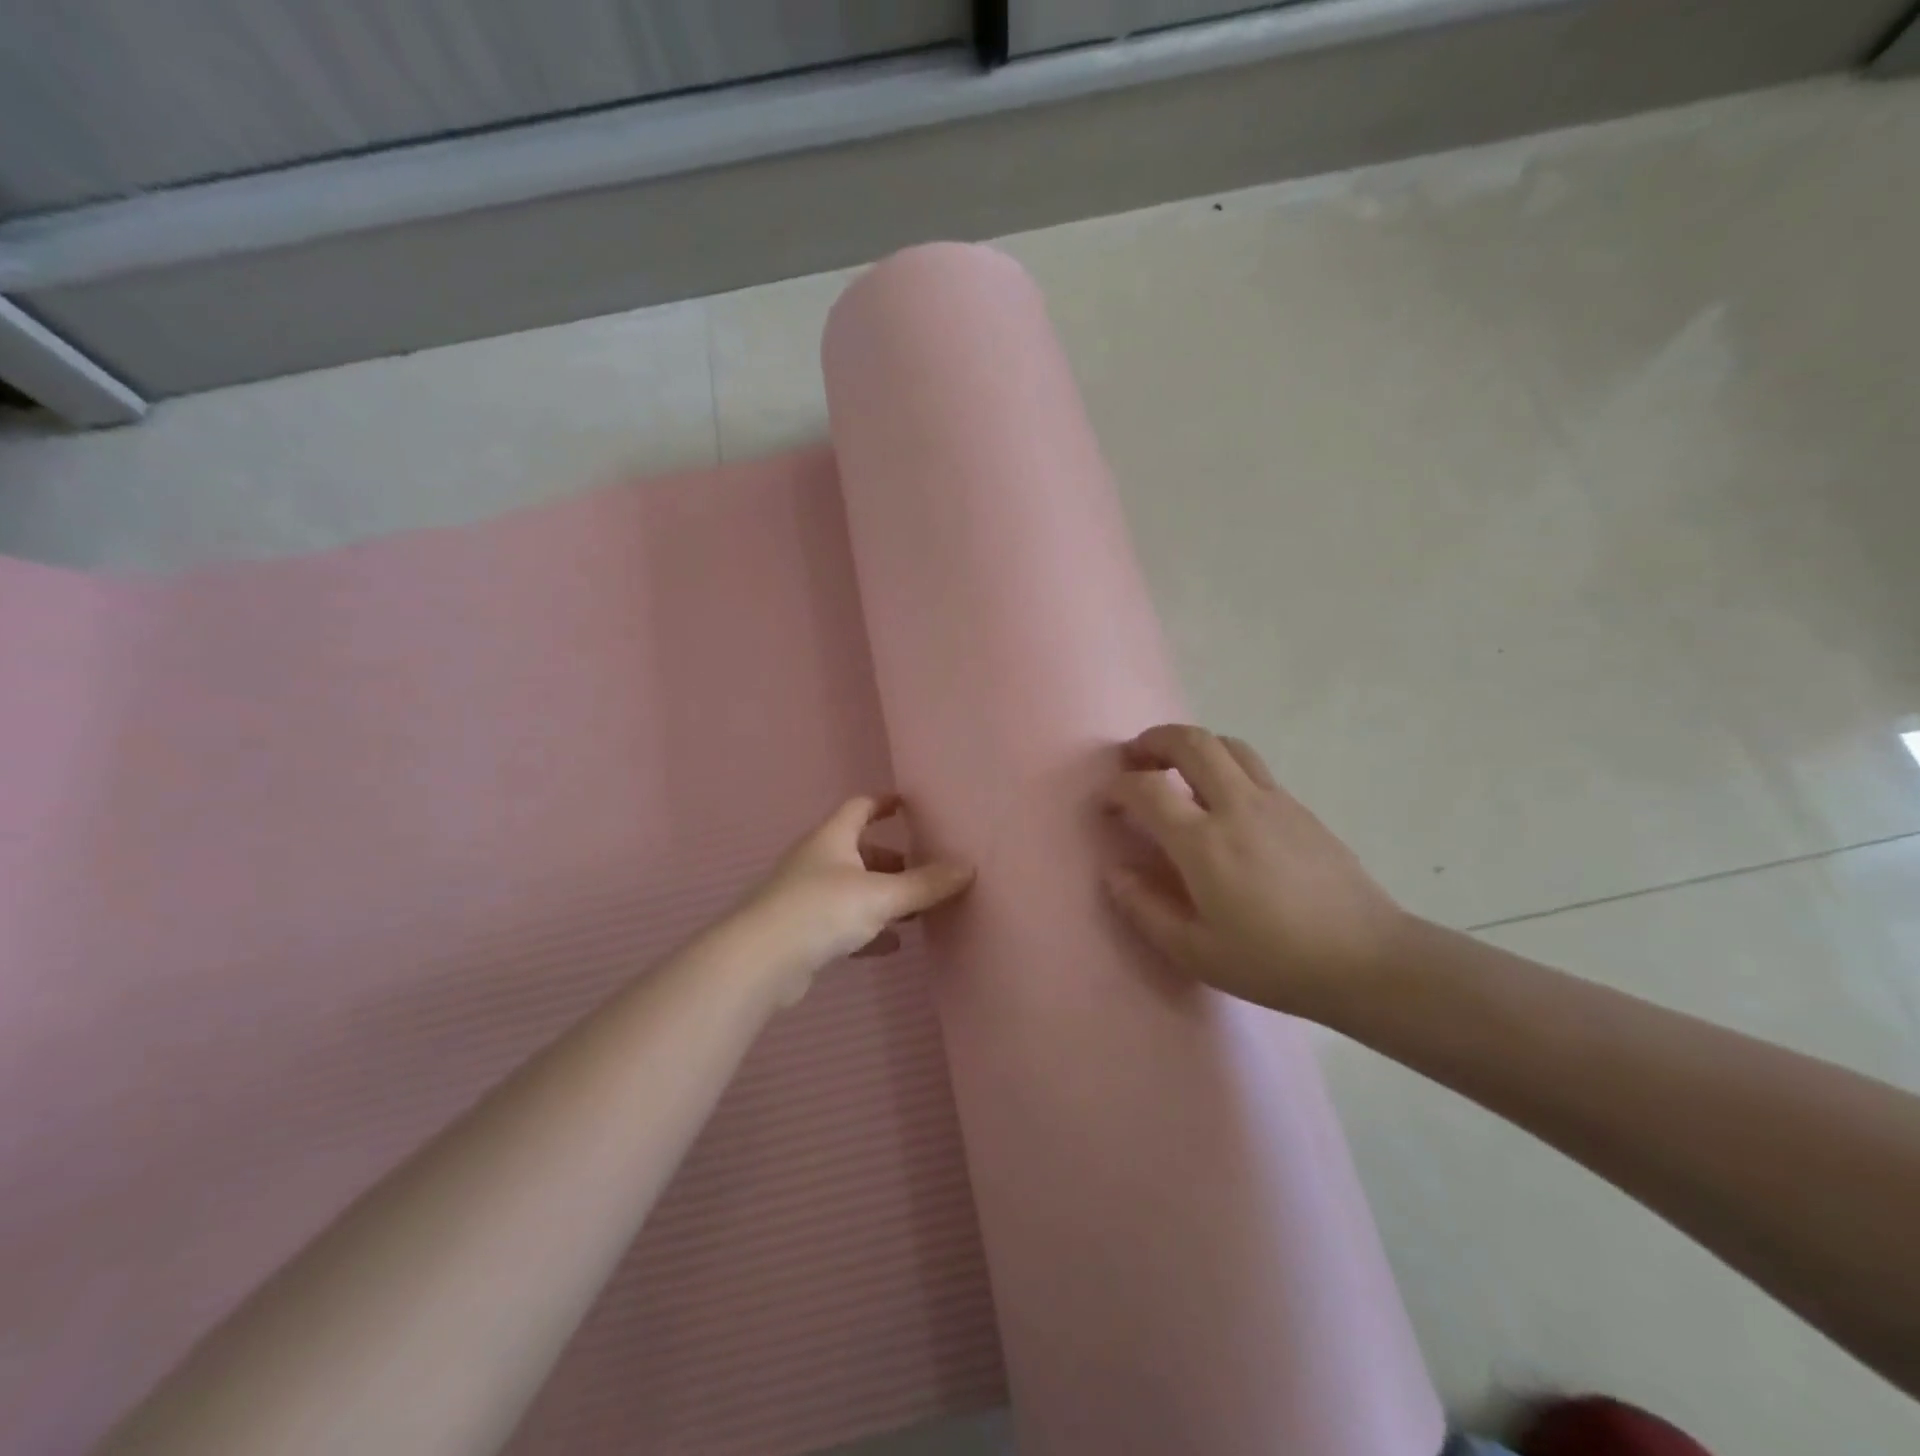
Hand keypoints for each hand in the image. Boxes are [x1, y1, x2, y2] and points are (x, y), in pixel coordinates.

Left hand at [735, 795, 974, 1002]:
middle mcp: (817, 861)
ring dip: (881, 896)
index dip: (884, 803)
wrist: (760, 961)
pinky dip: (868, 929)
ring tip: (915, 910)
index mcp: (832, 838)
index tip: (907, 804)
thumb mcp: (881, 895)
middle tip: (924, 870)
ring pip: (852, 888)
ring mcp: (805, 896)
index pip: (859, 807)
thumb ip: (925, 884)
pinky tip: (891, 945)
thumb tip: (968, 867)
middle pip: (858, 851)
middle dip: (891, 859)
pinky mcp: (801, 932)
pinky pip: (843, 923)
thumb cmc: (822, 910)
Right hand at [1101, 724, 1408, 1020]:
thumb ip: (1144, 908)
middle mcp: (1237, 806)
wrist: (1367, 960)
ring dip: (1193, 745)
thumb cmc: (1273, 962)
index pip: (1147, 789)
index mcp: (1204, 842)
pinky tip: (1223, 802)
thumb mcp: (1195, 951)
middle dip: (1154, 740)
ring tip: (1177, 770)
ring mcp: (1274, 801)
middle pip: (1191, 742)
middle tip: (1136, 758)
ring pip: (1227, 745)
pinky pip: (1253, 768)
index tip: (1107, 802)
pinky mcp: (1300, 808)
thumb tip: (1114, 872)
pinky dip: (1224, 766)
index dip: (1118, 788)